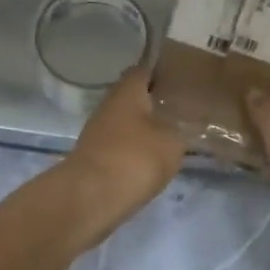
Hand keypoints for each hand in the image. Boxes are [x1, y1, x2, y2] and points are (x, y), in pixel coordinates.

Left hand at [59, 66, 186, 238]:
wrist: (90, 198)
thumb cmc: (135, 158)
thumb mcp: (172, 143)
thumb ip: (178, 131)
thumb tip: (176, 129)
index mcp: (127, 91)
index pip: (142, 71)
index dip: (160, 74)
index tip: (179, 82)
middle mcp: (108, 106)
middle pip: (131, 98)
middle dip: (152, 104)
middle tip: (178, 112)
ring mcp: (96, 133)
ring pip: (124, 124)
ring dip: (141, 130)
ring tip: (168, 139)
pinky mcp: (93, 158)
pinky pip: (118, 147)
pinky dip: (132, 151)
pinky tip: (149, 162)